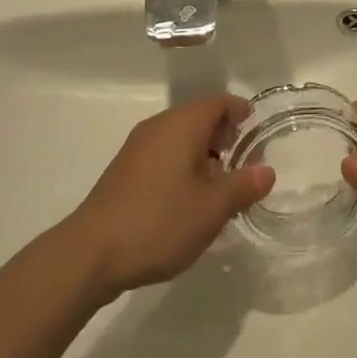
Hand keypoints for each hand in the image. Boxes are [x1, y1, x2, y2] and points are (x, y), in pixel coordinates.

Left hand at [68, 95, 273, 297]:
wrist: (89, 254)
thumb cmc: (159, 222)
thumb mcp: (212, 209)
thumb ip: (243, 186)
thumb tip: (267, 171)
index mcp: (183, 124)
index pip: (219, 102)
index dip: (240, 111)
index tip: (255, 129)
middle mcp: (159, 126)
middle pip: (199, 116)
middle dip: (223, 134)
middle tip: (242, 161)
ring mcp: (137, 147)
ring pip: (179, 136)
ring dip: (202, 152)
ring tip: (218, 184)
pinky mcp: (124, 169)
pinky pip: (163, 153)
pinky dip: (181, 163)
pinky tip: (186, 198)